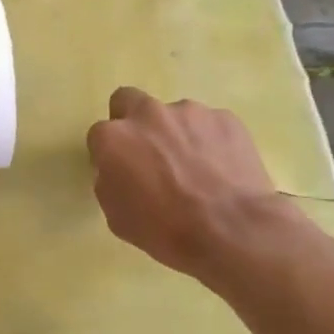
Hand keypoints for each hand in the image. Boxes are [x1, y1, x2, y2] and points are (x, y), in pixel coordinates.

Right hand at [87, 87, 303, 282]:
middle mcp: (147, 114)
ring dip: (177, 134)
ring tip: (197, 168)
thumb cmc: (167, 231)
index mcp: (114, 138)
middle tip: (150, 153)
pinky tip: (221, 169)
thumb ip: (110, 181)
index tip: (123, 172)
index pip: (100, 135)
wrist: (234, 232)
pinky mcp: (225, 118)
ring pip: (174, 115)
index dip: (110, 154)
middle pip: (129, 101)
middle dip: (134, 122)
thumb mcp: (117, 217)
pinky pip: (209, 125)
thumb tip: (120, 170)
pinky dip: (210, 141)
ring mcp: (190, 112)